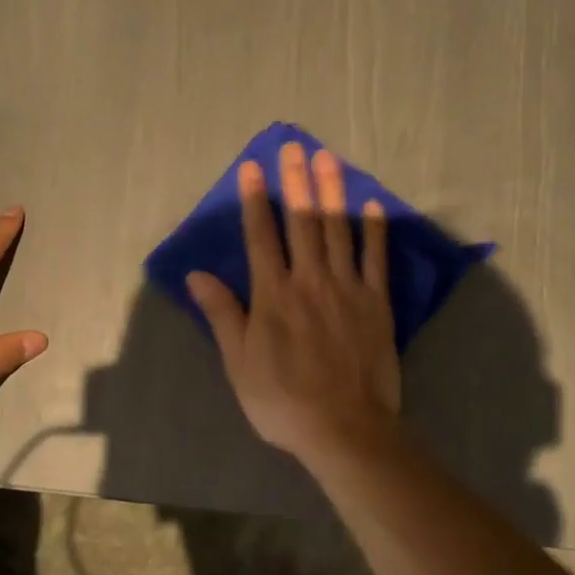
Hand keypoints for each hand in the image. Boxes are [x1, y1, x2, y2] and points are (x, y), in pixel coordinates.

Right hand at [187, 143, 400, 465]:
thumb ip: (222, 313)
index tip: (252, 168)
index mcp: (274, 294)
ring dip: (332, 192)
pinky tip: (370, 205)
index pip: (261, 236)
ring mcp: (347, 288)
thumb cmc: (282, 399)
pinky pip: (376, 259)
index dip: (255, 200)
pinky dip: (373, 230)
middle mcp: (310, 280)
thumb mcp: (239, 361)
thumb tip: (197, 274)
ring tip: (327, 159)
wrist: (343, 427)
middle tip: (294, 146)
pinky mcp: (376, 303)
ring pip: (338, 230)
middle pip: (302, 222)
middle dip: (296, 181)